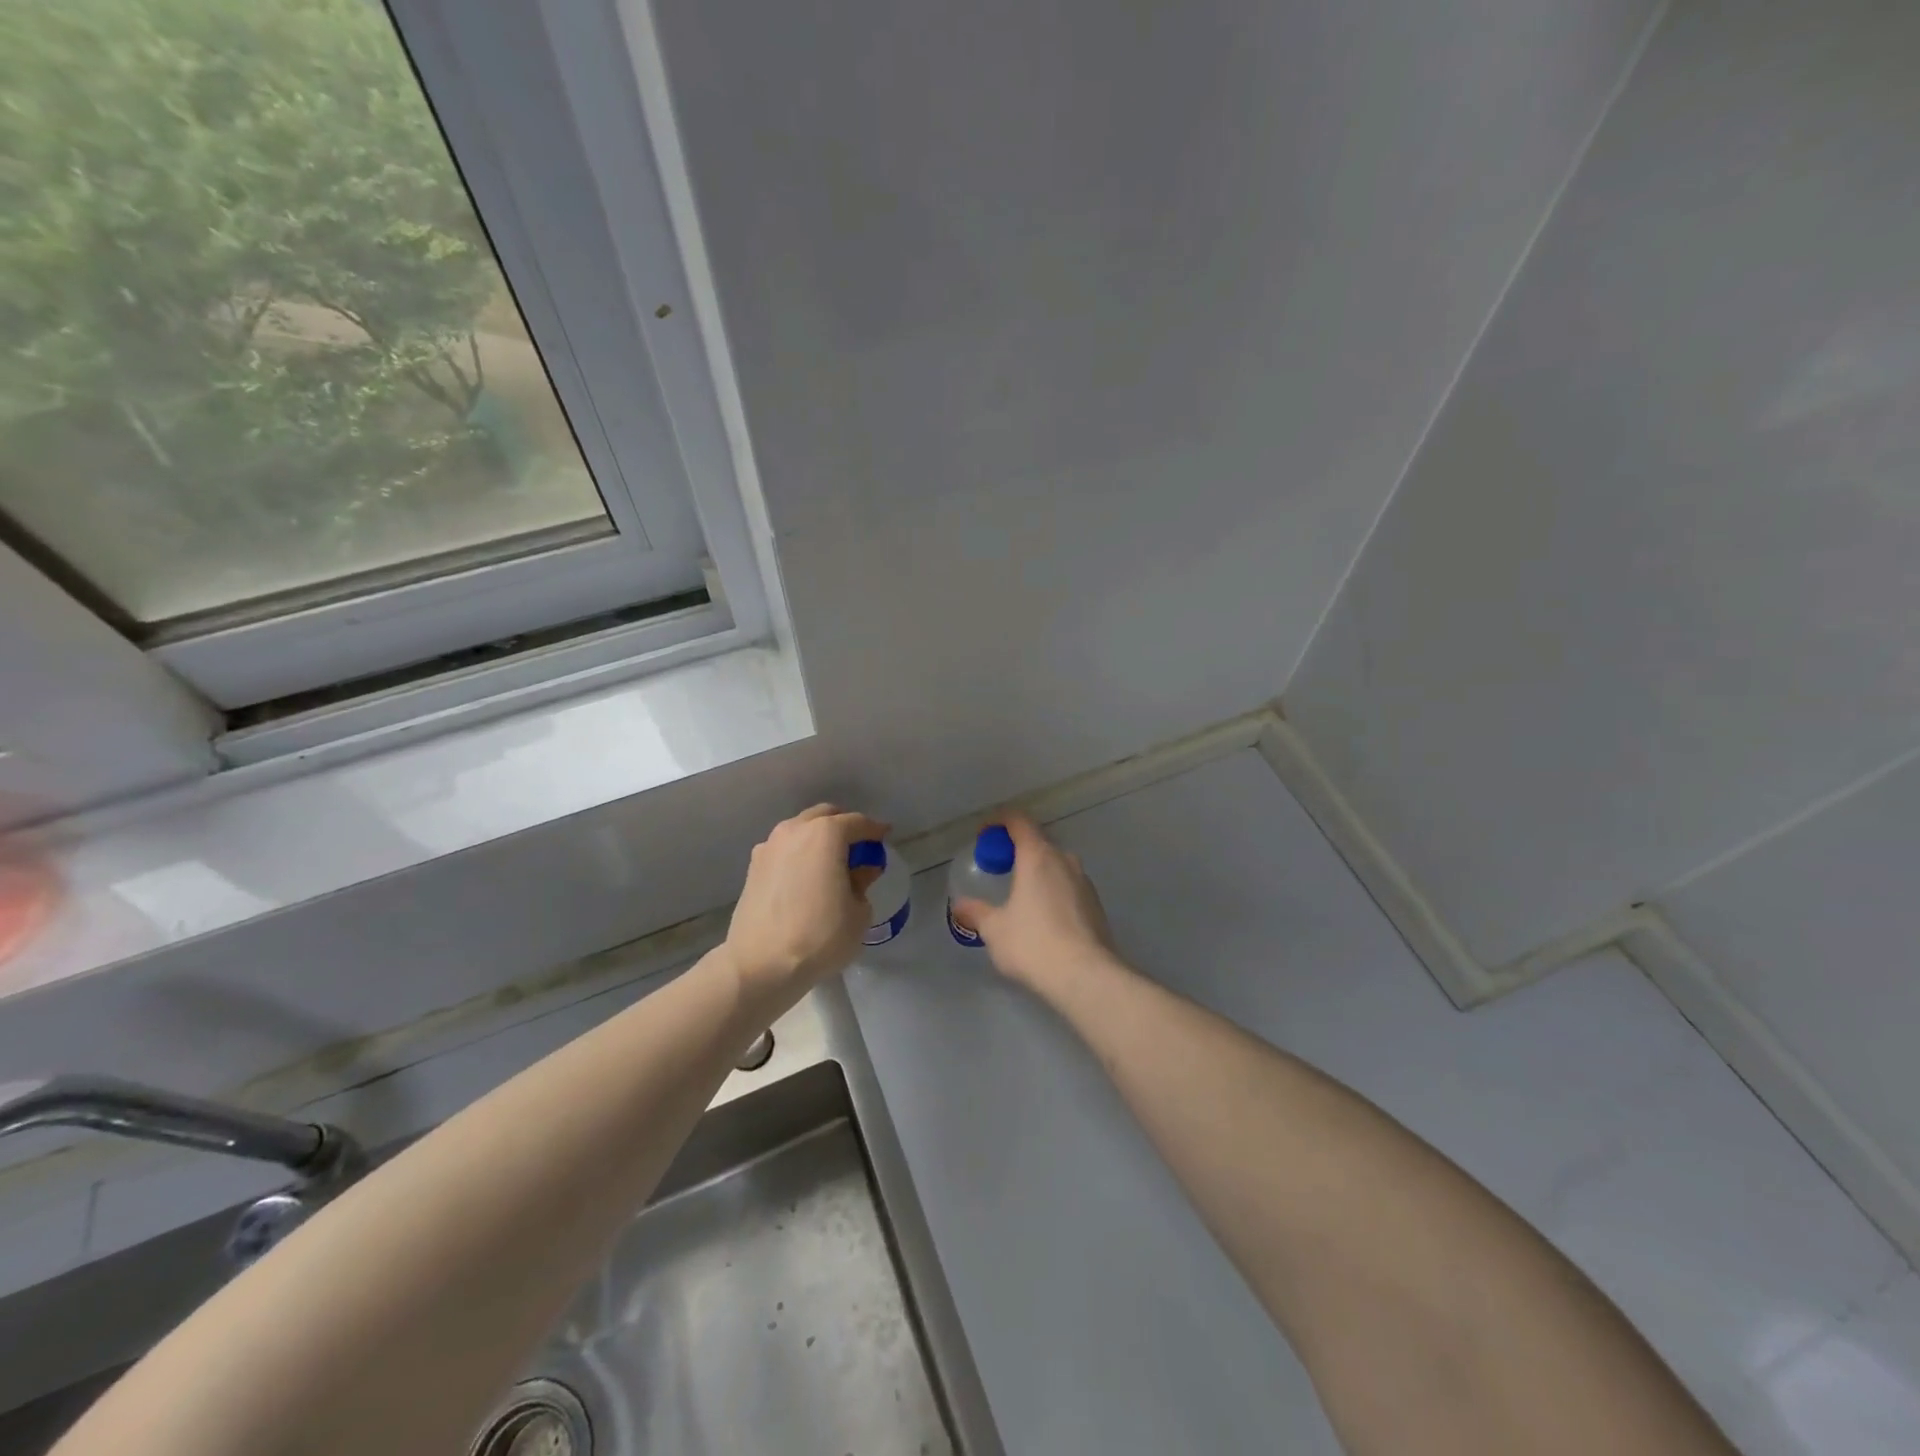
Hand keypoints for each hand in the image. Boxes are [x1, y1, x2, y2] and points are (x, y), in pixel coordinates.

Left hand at [725, 804, 888, 1009]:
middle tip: (859, 848)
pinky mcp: (753, 867)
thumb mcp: (858, 913)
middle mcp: (795, 830)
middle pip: (825, 816)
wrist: (761, 965)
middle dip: (845, 826)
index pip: (857, 823)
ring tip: (832, 862)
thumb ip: (863, 882)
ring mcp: (769, 847)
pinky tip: (807, 876)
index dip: (875, 830)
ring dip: (819, 838)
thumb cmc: (819, 936)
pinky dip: (799, 853)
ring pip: (801, 830)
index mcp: (825, 834)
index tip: (885, 837)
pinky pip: (784, 849)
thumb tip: (862, 870)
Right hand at [952, 812, 1117, 992]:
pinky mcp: (1096, 905)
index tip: (984, 835)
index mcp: (1038, 856)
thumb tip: (959, 906)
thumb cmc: (1034, 944)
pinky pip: (1069, 887)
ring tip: (1020, 895)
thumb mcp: (995, 929)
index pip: (1018, 821)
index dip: (999, 821)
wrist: (1087, 976)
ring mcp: (1084, 882)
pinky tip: (1043, 918)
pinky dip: (1053, 891)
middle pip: (1038, 842)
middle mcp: (1065, 860)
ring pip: (1056, 865)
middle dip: (1017, 850)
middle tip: (999, 868)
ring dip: (1037, 872)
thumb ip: (976, 912)